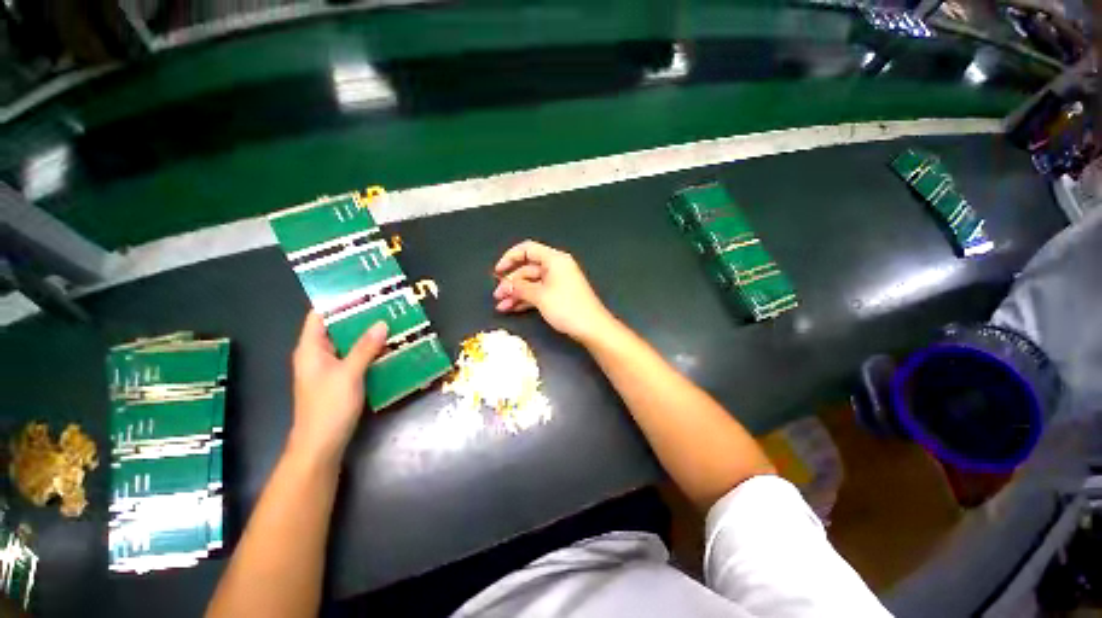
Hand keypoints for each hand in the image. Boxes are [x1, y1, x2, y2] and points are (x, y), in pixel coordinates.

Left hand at [288, 312, 387, 465]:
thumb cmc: (329, 406)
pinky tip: (388, 346)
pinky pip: (354, 357)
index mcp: (310, 349)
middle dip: (359, 316)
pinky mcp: (339, 379)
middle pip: (336, 328)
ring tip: (391, 322)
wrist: (321, 444)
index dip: (337, 302)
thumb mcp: (349, 373)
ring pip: (348, 343)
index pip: (320, 316)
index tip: (362, 291)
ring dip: (366, 334)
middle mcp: (317, 355)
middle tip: (384, 305)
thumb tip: (381, 322)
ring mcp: (328, 368)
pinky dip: (369, 350)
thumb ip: (364, 347)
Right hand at [492, 240, 616, 343]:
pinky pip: (538, 292)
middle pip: (528, 268)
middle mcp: (556, 267)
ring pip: (531, 283)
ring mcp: (558, 282)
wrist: (592, 327)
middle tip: (497, 296)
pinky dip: (526, 299)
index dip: (510, 258)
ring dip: (516, 293)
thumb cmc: (566, 307)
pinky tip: (513, 308)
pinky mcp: (559, 295)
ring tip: (501, 306)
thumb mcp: (540, 296)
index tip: (497, 272)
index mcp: (554, 259)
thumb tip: (506, 285)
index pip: (527, 249)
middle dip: (511, 282)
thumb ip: (520, 288)